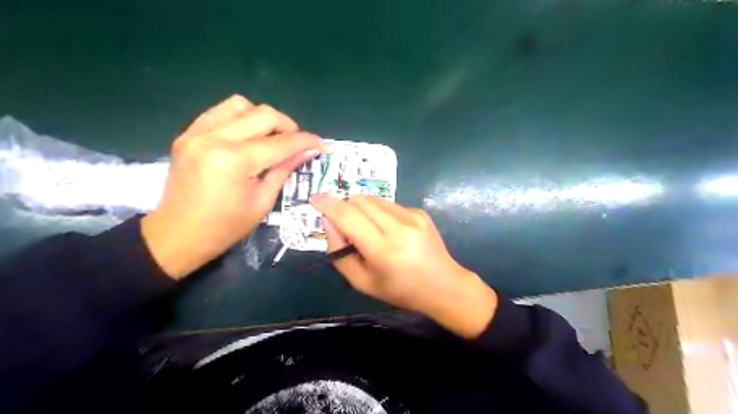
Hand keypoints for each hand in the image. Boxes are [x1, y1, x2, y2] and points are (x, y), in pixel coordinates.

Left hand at [141, 95, 320, 278]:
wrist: (177, 234)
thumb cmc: (225, 227)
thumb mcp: (262, 201)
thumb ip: (285, 170)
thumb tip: (308, 151)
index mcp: (235, 161)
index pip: (280, 142)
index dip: (305, 141)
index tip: (320, 143)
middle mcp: (215, 139)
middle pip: (263, 114)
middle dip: (288, 125)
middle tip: (296, 142)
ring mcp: (197, 133)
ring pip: (240, 105)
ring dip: (262, 118)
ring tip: (269, 137)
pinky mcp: (188, 134)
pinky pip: (220, 112)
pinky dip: (240, 118)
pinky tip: (247, 136)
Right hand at [309, 196, 498, 338]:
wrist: (443, 285)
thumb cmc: (399, 290)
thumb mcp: (362, 282)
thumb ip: (339, 252)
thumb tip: (328, 221)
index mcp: (383, 250)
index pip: (348, 216)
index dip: (328, 205)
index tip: (315, 199)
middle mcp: (399, 227)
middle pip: (359, 200)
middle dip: (344, 207)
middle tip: (344, 224)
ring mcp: (412, 216)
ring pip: (373, 199)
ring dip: (361, 209)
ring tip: (368, 229)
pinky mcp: (420, 212)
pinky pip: (389, 204)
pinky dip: (379, 212)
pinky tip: (388, 230)